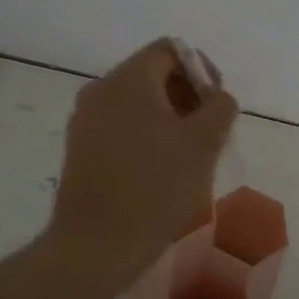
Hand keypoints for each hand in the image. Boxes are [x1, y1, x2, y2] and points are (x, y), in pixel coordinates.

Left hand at [47, 38, 238, 293]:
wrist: (95, 248)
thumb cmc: (155, 188)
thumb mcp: (204, 144)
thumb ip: (220, 107)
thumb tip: (215, 96)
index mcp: (128, 80)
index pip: (171, 50)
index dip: (202, 70)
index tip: (217, 106)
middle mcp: (100, 90)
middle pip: (153, 74)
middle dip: (186, 96)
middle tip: (209, 133)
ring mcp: (84, 120)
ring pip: (137, 102)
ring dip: (168, 118)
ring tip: (188, 155)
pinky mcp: (79, 148)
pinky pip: (120, 125)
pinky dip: (145, 135)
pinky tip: (160, 170)